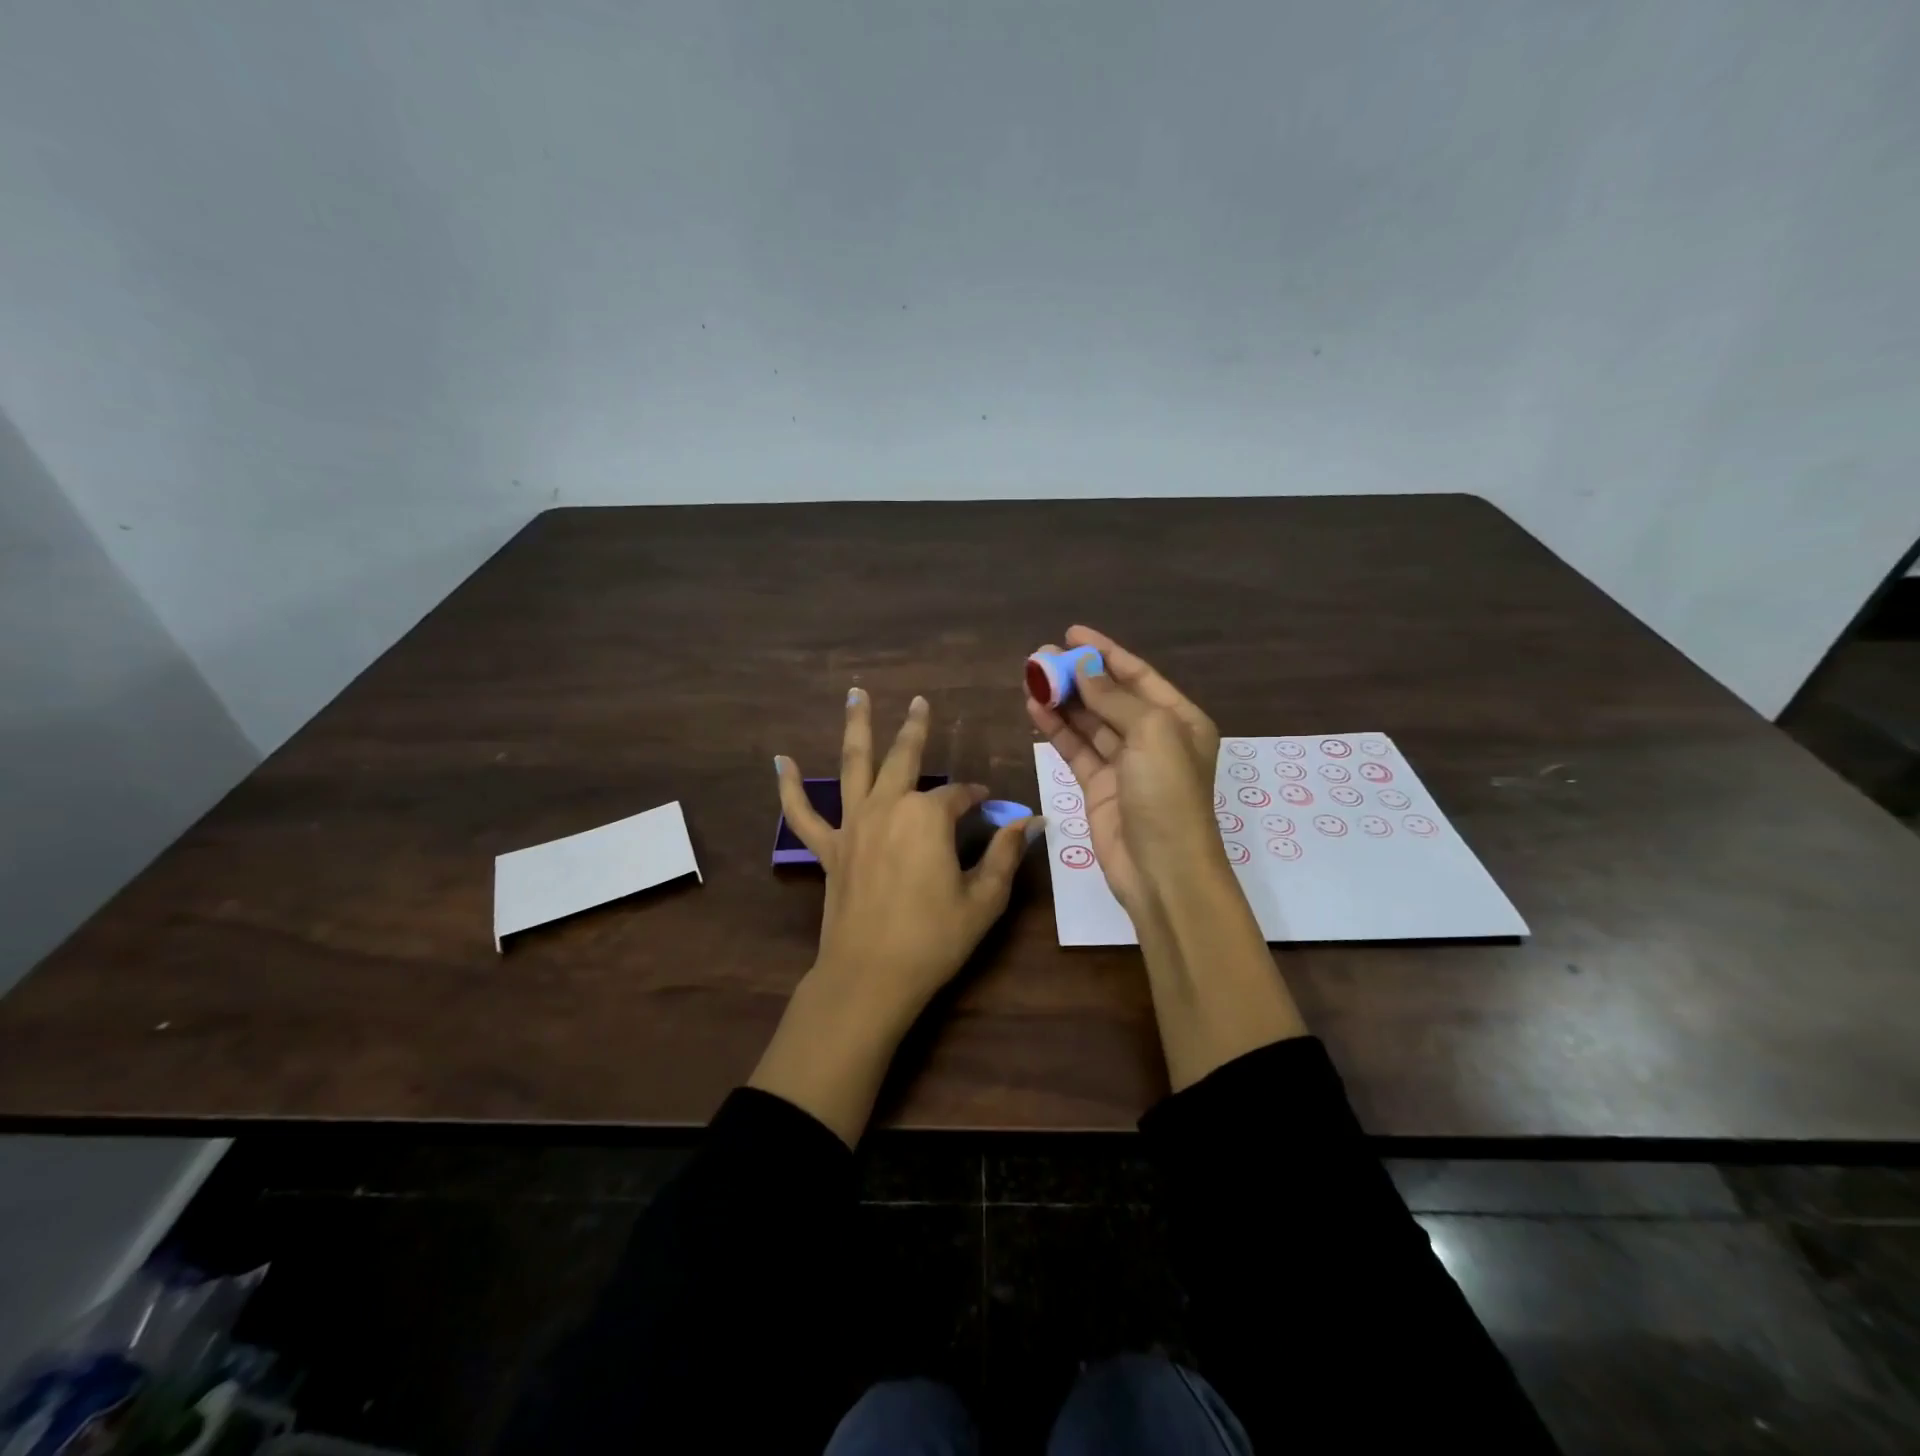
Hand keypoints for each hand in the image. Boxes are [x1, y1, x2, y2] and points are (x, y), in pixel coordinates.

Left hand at [777, 690, 1034, 1020]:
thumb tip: (1029, 822)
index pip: (959, 795)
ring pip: (854, 765)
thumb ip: (1004, 854)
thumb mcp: (984, 899)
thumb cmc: (934, 938)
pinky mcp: (829, 849)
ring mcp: (853, 825)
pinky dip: (790, 788)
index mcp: (928, 816)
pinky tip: (779, 762)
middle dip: (915, 729)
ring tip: (855, 694)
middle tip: (919, 702)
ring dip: (856, 727)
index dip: (976, 799)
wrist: (871, 975)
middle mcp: (888, 807)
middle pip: (904, 758)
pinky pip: (803, 814)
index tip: (990, 806)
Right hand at [1026, 625, 1223, 918]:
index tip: (1072, 632)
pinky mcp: (1098, 787)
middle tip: (1040, 656)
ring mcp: (1124, 764)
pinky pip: (1075, 749)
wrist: (1162, 870)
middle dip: (1077, 675)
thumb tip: (1083, 669)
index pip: (1138, 675)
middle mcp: (1154, 738)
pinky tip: (1034, 709)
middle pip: (1110, 697)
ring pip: (1088, 722)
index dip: (1105, 652)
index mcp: (1179, 720)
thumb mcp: (1152, 733)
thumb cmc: (1167, 794)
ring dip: (1062, 700)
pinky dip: (1056, 729)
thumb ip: (1114, 699)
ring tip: (1030, 675)